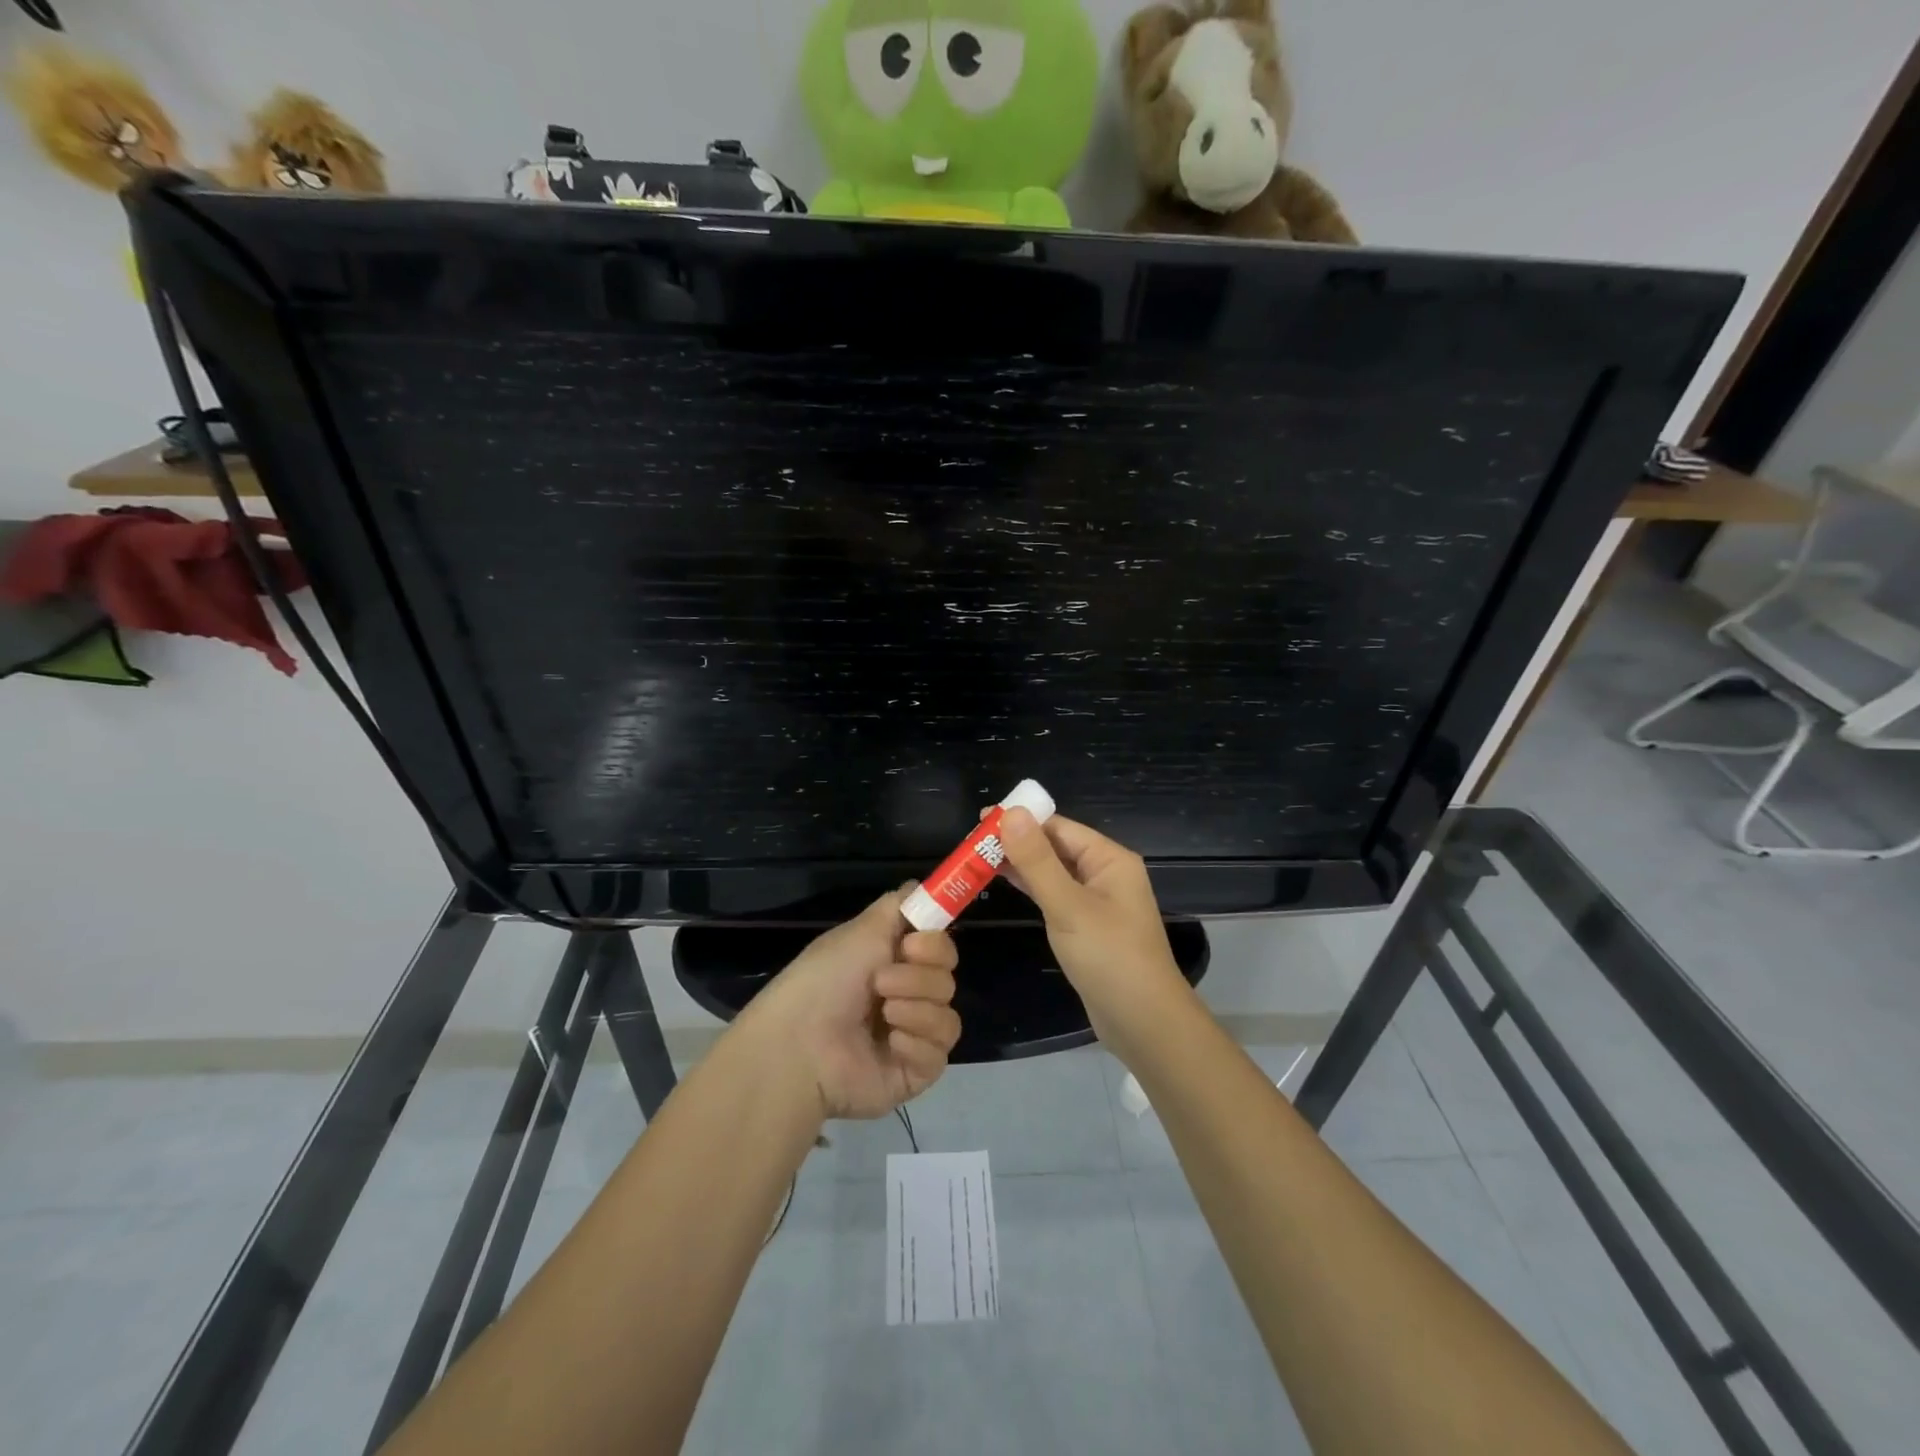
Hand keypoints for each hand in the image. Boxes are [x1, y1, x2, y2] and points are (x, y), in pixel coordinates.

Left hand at [747, 887, 961, 1121]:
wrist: (800, 1044)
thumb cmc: (825, 979)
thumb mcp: (861, 930)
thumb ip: (899, 905)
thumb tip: (920, 886)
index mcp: (894, 964)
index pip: (941, 950)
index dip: (935, 945)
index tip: (911, 945)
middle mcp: (906, 997)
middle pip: (947, 979)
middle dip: (918, 978)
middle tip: (881, 982)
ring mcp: (911, 1037)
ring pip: (948, 1016)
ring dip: (916, 1010)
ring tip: (883, 1013)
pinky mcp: (913, 1073)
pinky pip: (939, 1052)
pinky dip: (915, 1043)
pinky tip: (889, 1043)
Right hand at [995, 808, 1192, 1046]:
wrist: (1143, 1023)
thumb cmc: (1109, 958)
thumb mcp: (1068, 906)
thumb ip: (1037, 860)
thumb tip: (1012, 813)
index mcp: (1109, 859)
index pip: (1059, 827)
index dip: (1021, 820)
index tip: (980, 820)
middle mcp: (1105, 874)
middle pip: (1055, 846)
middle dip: (1016, 841)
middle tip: (970, 842)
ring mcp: (1096, 902)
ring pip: (1052, 871)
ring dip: (1019, 864)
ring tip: (977, 858)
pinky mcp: (1086, 927)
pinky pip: (1054, 895)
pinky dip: (1029, 887)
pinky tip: (1003, 883)